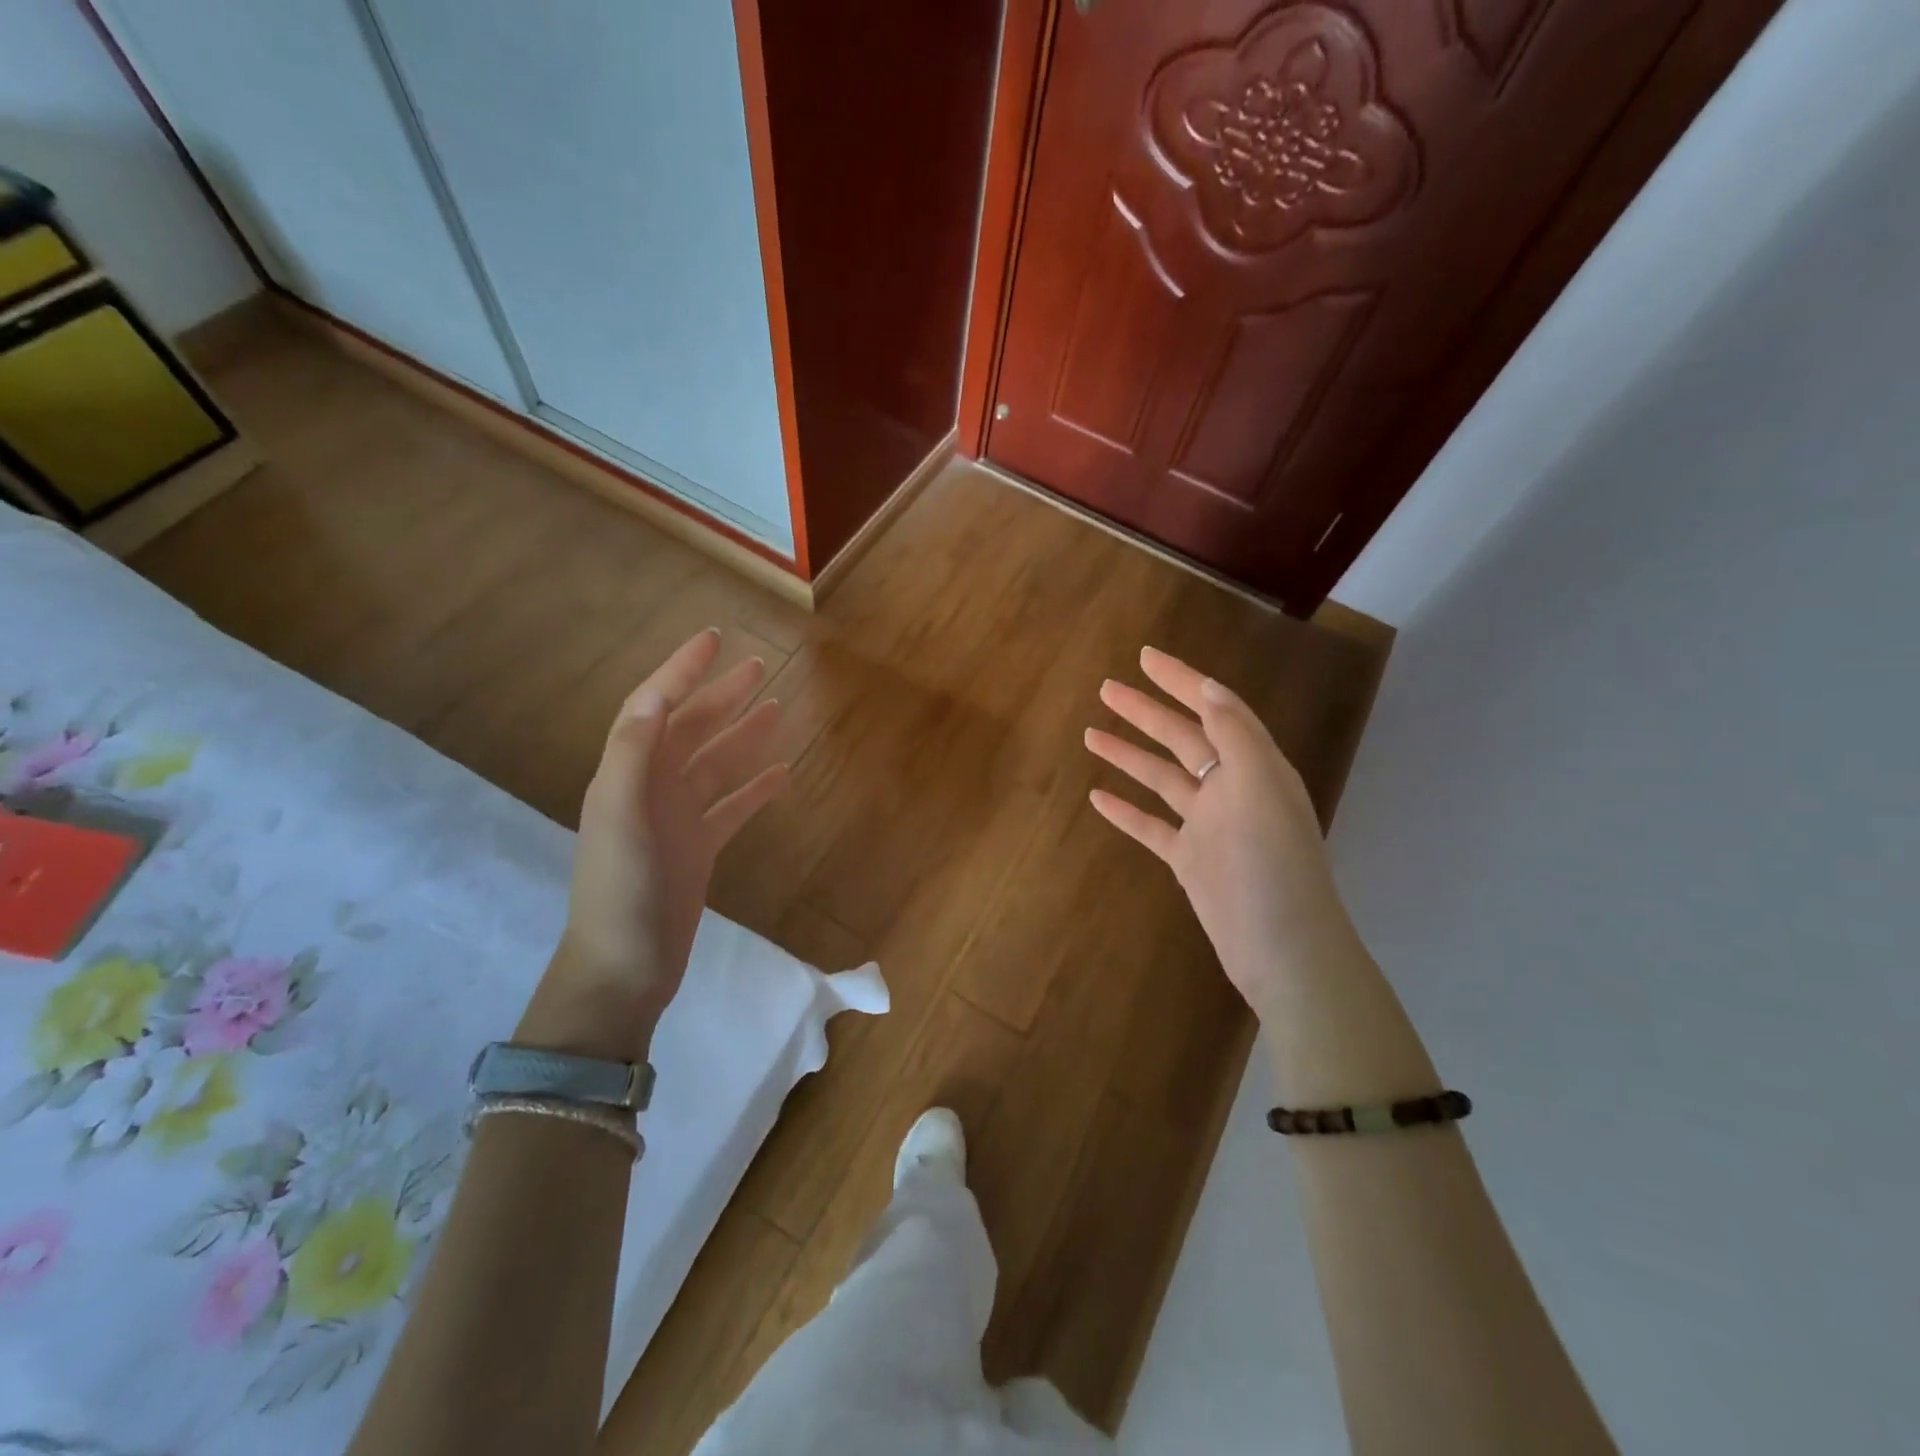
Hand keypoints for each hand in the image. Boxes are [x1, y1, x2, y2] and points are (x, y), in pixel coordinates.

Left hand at [521, 629, 787, 1059]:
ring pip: (716, 764)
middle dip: (719, 695)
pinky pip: (732, 807)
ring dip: (743, 735)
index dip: (681, 671)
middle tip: (757, 666)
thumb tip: (654, 699)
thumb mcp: (619, 817)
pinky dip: (755, 788)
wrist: (624, 967)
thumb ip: (632, 756)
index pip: (653, 707)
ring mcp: (677, 819)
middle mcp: (651, 788)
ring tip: (776, 708)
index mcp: (627, 774)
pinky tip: (782, 774)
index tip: (713, 639)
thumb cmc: (620, 890)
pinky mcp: (699, 848)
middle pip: (689, 728)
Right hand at [1084, 647, 1360, 1019]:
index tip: (1144, 657)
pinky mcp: (1189, 860)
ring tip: (1090, 735)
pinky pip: (1151, 826)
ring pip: (1161, 779)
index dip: (1181, 681)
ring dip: (1128, 756)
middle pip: (1181, 738)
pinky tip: (1096, 797)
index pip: (1213, 709)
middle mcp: (1231, 788)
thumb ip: (1234, 734)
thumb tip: (1208, 687)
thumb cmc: (1272, 863)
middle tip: (1105, 689)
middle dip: (1144, 712)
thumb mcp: (1260, 786)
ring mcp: (1208, 825)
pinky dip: (1125, 811)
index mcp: (1254, 765)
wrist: (1283, 948)